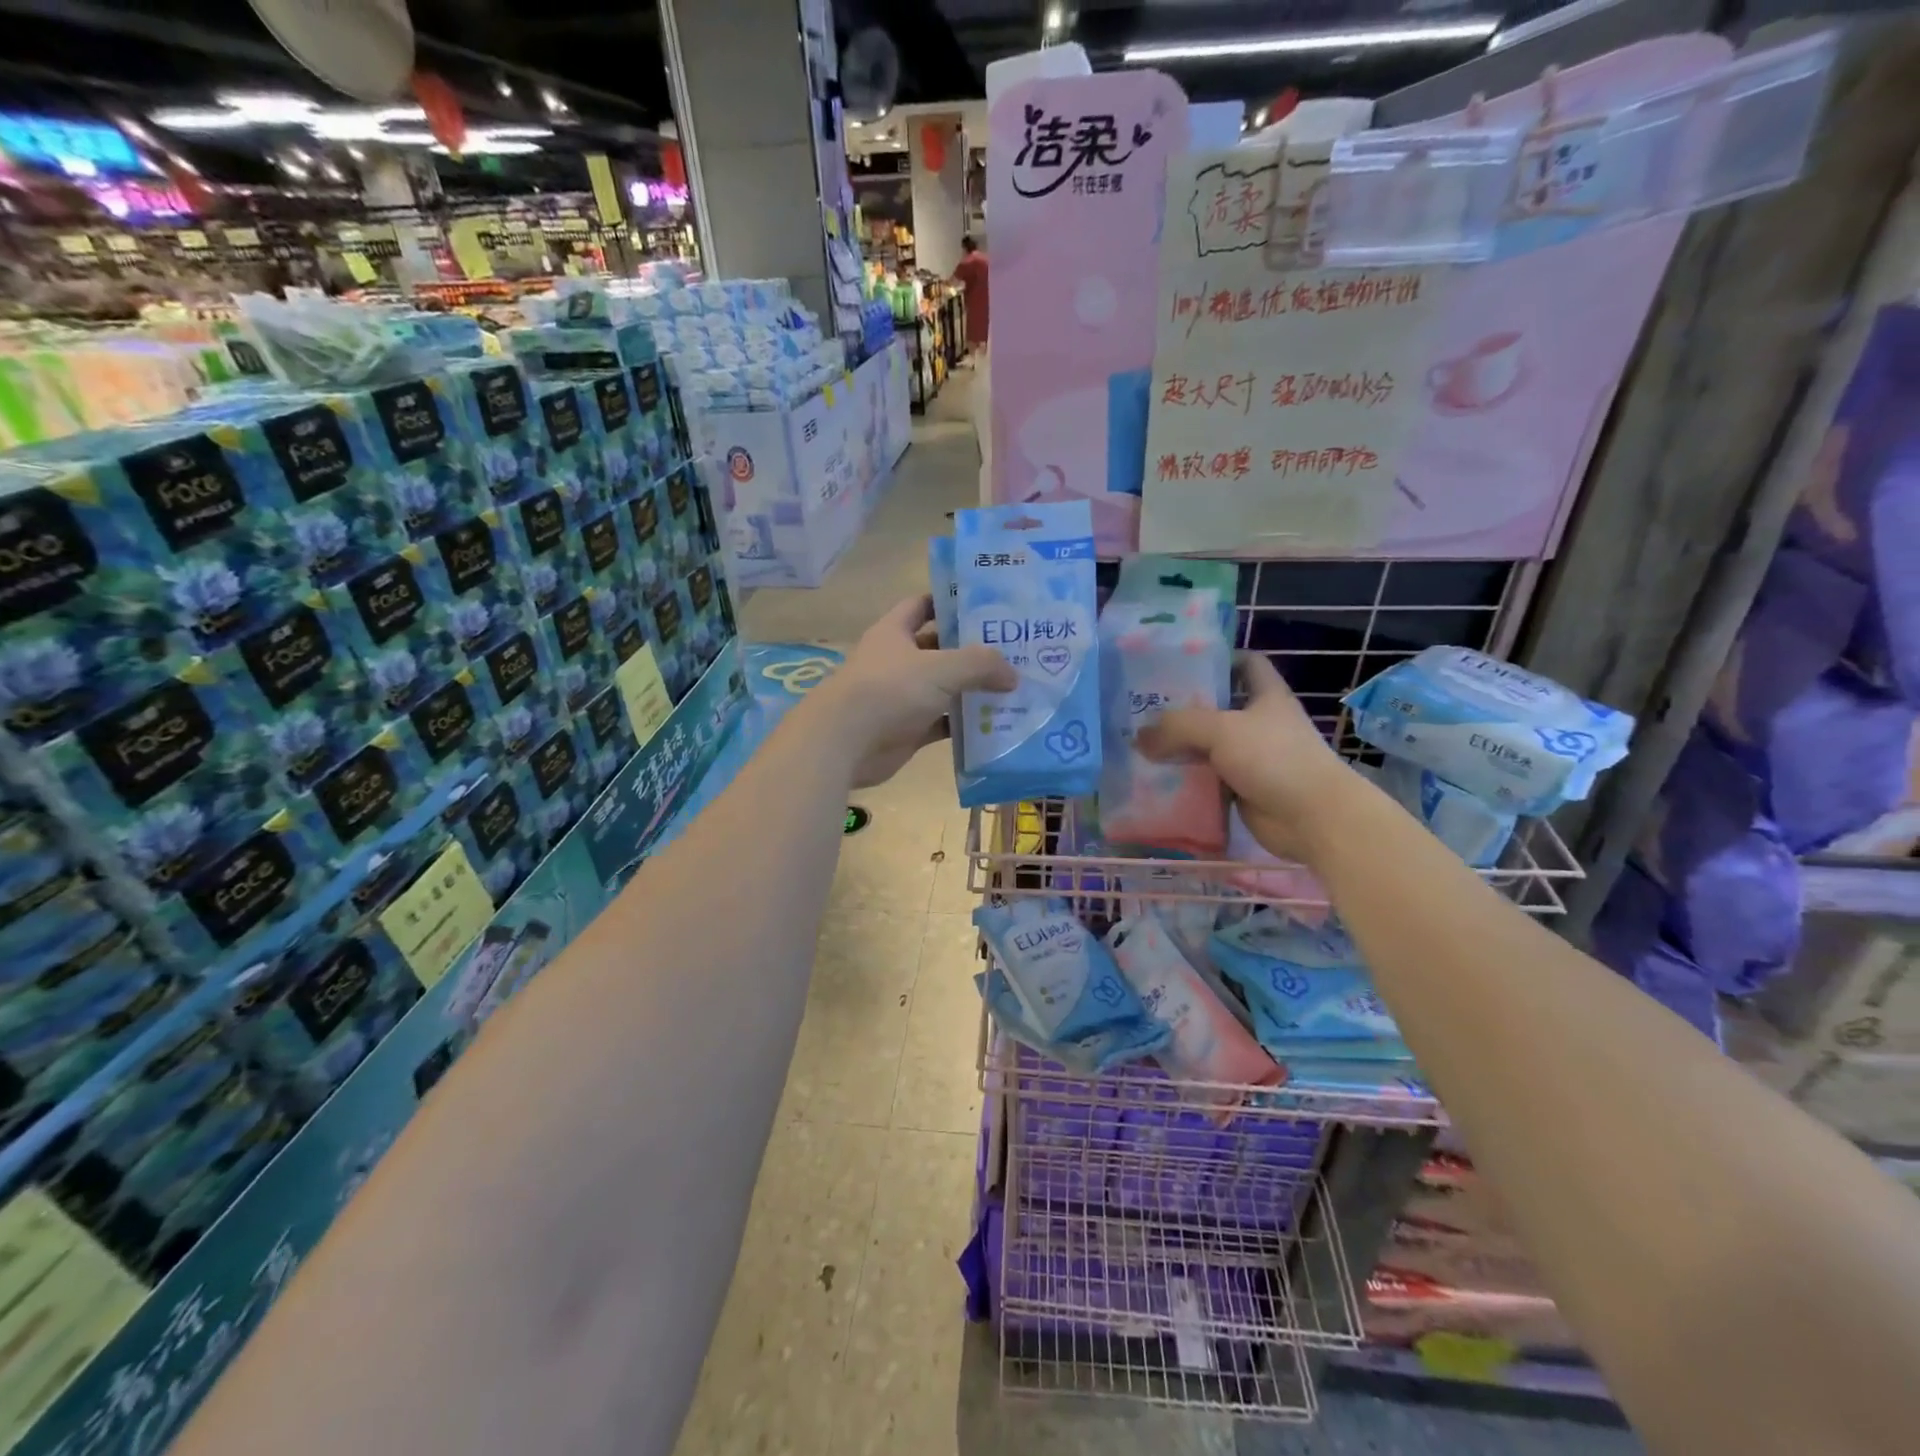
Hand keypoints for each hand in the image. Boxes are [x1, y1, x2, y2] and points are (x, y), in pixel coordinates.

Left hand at [821, 595, 1016, 787]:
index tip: (987, 604)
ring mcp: (901, 697)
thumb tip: (1013, 674)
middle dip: (972, 649)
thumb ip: (980, 664)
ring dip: (973, 689)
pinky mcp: (907, 730)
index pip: (923, 605)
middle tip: (1014, 649)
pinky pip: (942, 723)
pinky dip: (964, 724)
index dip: (951, 602)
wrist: (845, 743)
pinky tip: (995, 724)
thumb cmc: (889, 690)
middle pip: (939, 648)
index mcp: (895, 632)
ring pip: (944, 688)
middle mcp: (897, 661)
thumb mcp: (941, 668)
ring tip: (1014, 686)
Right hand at [1138, 651, 1358, 862]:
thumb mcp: (1221, 730)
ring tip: (1140, 743)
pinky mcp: (1242, 788)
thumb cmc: (1274, 758)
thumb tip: (1139, 737)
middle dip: (1184, 707)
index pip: (1246, 663)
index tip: (1180, 663)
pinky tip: (1156, 778)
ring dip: (1179, 747)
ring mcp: (1252, 757)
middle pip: (1218, 706)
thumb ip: (1177, 727)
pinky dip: (1186, 779)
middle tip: (1144, 707)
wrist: (1312, 817)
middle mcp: (1260, 723)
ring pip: (1208, 745)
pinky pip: (1207, 778)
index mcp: (1266, 696)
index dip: (1218, 658)